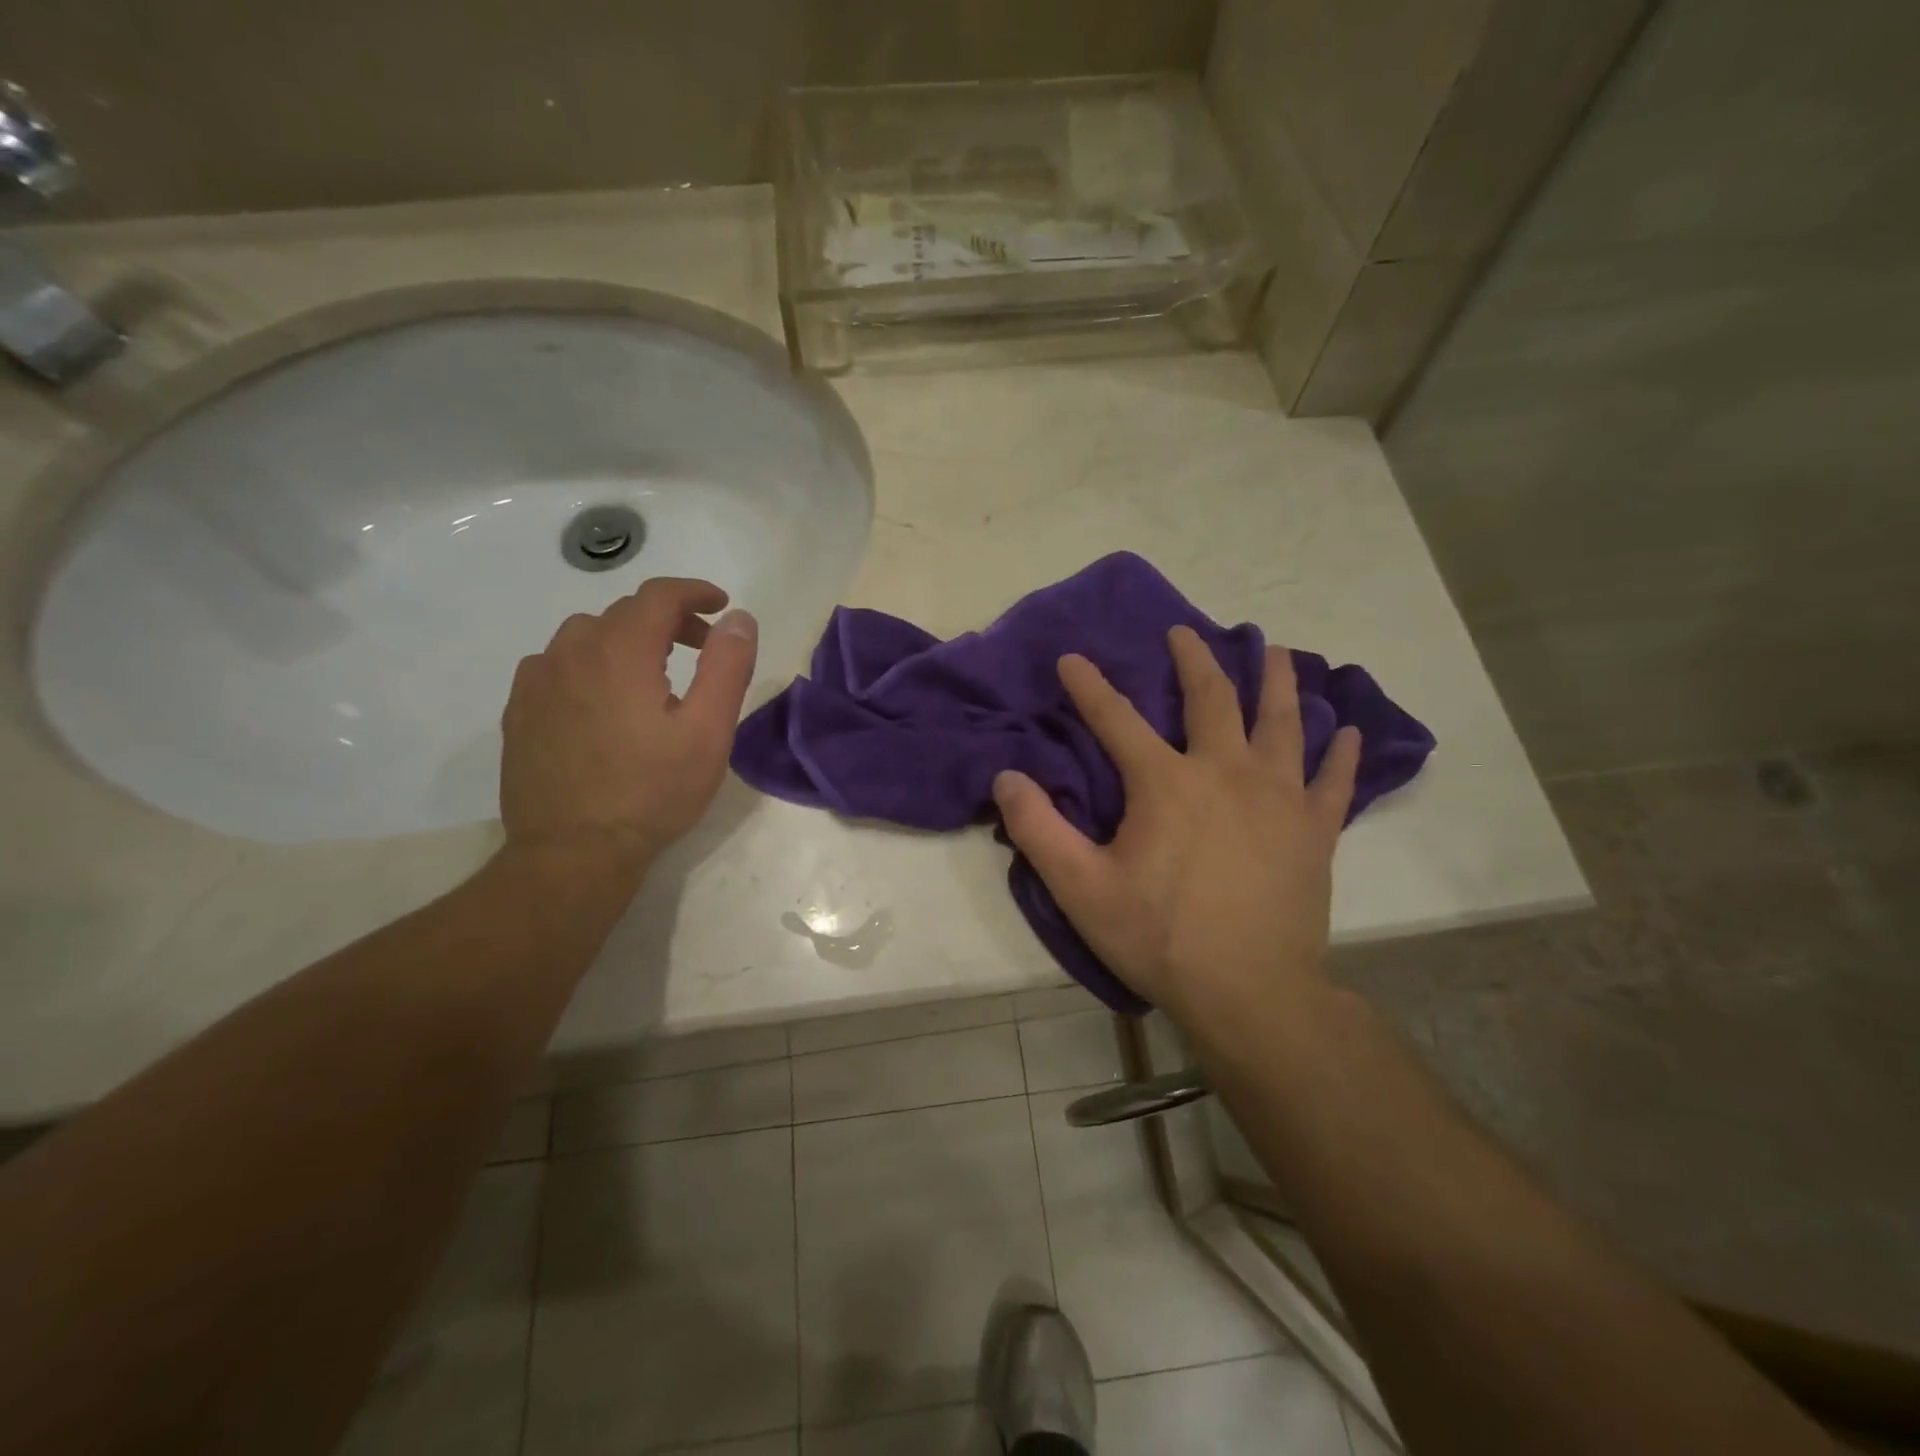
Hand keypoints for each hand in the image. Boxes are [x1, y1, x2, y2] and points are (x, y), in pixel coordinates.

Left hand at [500, 577, 757, 868]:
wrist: (574, 851)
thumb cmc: (653, 792)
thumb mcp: (708, 732)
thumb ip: (727, 667)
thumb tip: (738, 619)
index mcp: (621, 652)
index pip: (659, 595)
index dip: (695, 592)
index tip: (721, 605)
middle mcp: (572, 652)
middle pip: (624, 612)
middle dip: (669, 619)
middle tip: (701, 648)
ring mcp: (537, 682)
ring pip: (585, 635)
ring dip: (624, 639)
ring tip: (650, 672)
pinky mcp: (519, 711)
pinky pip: (555, 664)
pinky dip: (587, 663)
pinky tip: (600, 698)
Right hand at [992, 627, 1359, 1028]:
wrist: (1250, 993)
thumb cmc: (1160, 937)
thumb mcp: (1081, 888)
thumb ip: (1038, 829)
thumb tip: (1006, 777)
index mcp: (1166, 783)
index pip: (1116, 718)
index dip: (1089, 686)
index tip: (1073, 659)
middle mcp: (1226, 772)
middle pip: (1213, 699)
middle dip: (1195, 660)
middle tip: (1185, 633)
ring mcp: (1279, 798)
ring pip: (1284, 723)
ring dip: (1278, 682)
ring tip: (1280, 651)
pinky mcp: (1315, 831)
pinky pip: (1335, 782)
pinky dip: (1344, 754)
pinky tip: (1351, 731)